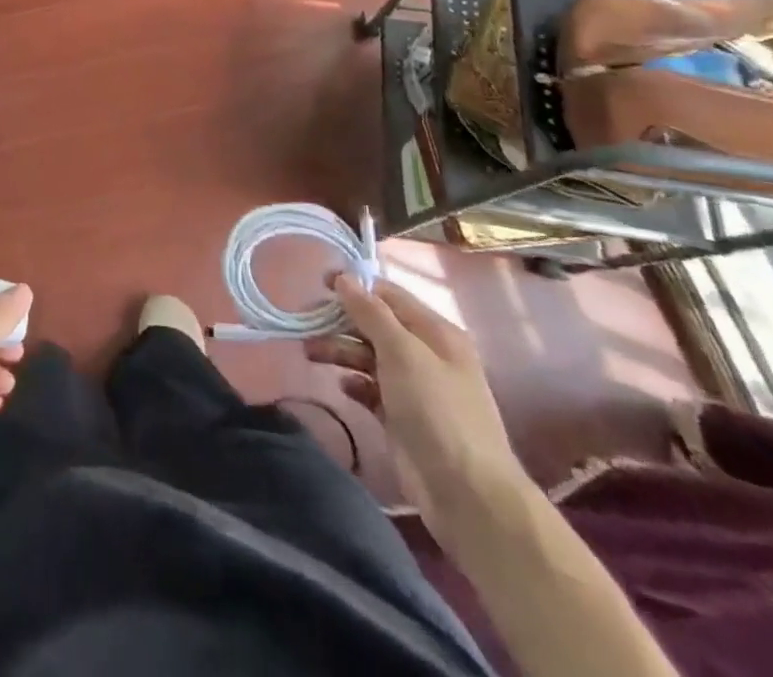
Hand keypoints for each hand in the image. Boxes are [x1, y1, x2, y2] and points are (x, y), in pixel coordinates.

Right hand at [305, 276, 532, 545]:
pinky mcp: (401, 418)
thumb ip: (371, 313)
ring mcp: (414, 388)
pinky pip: (371, 389)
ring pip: (369, 356)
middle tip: (305, 322)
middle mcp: (425, 355)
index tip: (318, 285)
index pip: (389, 296)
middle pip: (375, 326)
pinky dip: (354, 383)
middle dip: (341, 322)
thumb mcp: (403, 353)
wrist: (467, 495)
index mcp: (435, 332)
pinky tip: (342, 386)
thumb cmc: (437, 412)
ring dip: (340, 351)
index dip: (355, 287)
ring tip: (309, 353)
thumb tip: (344, 277)